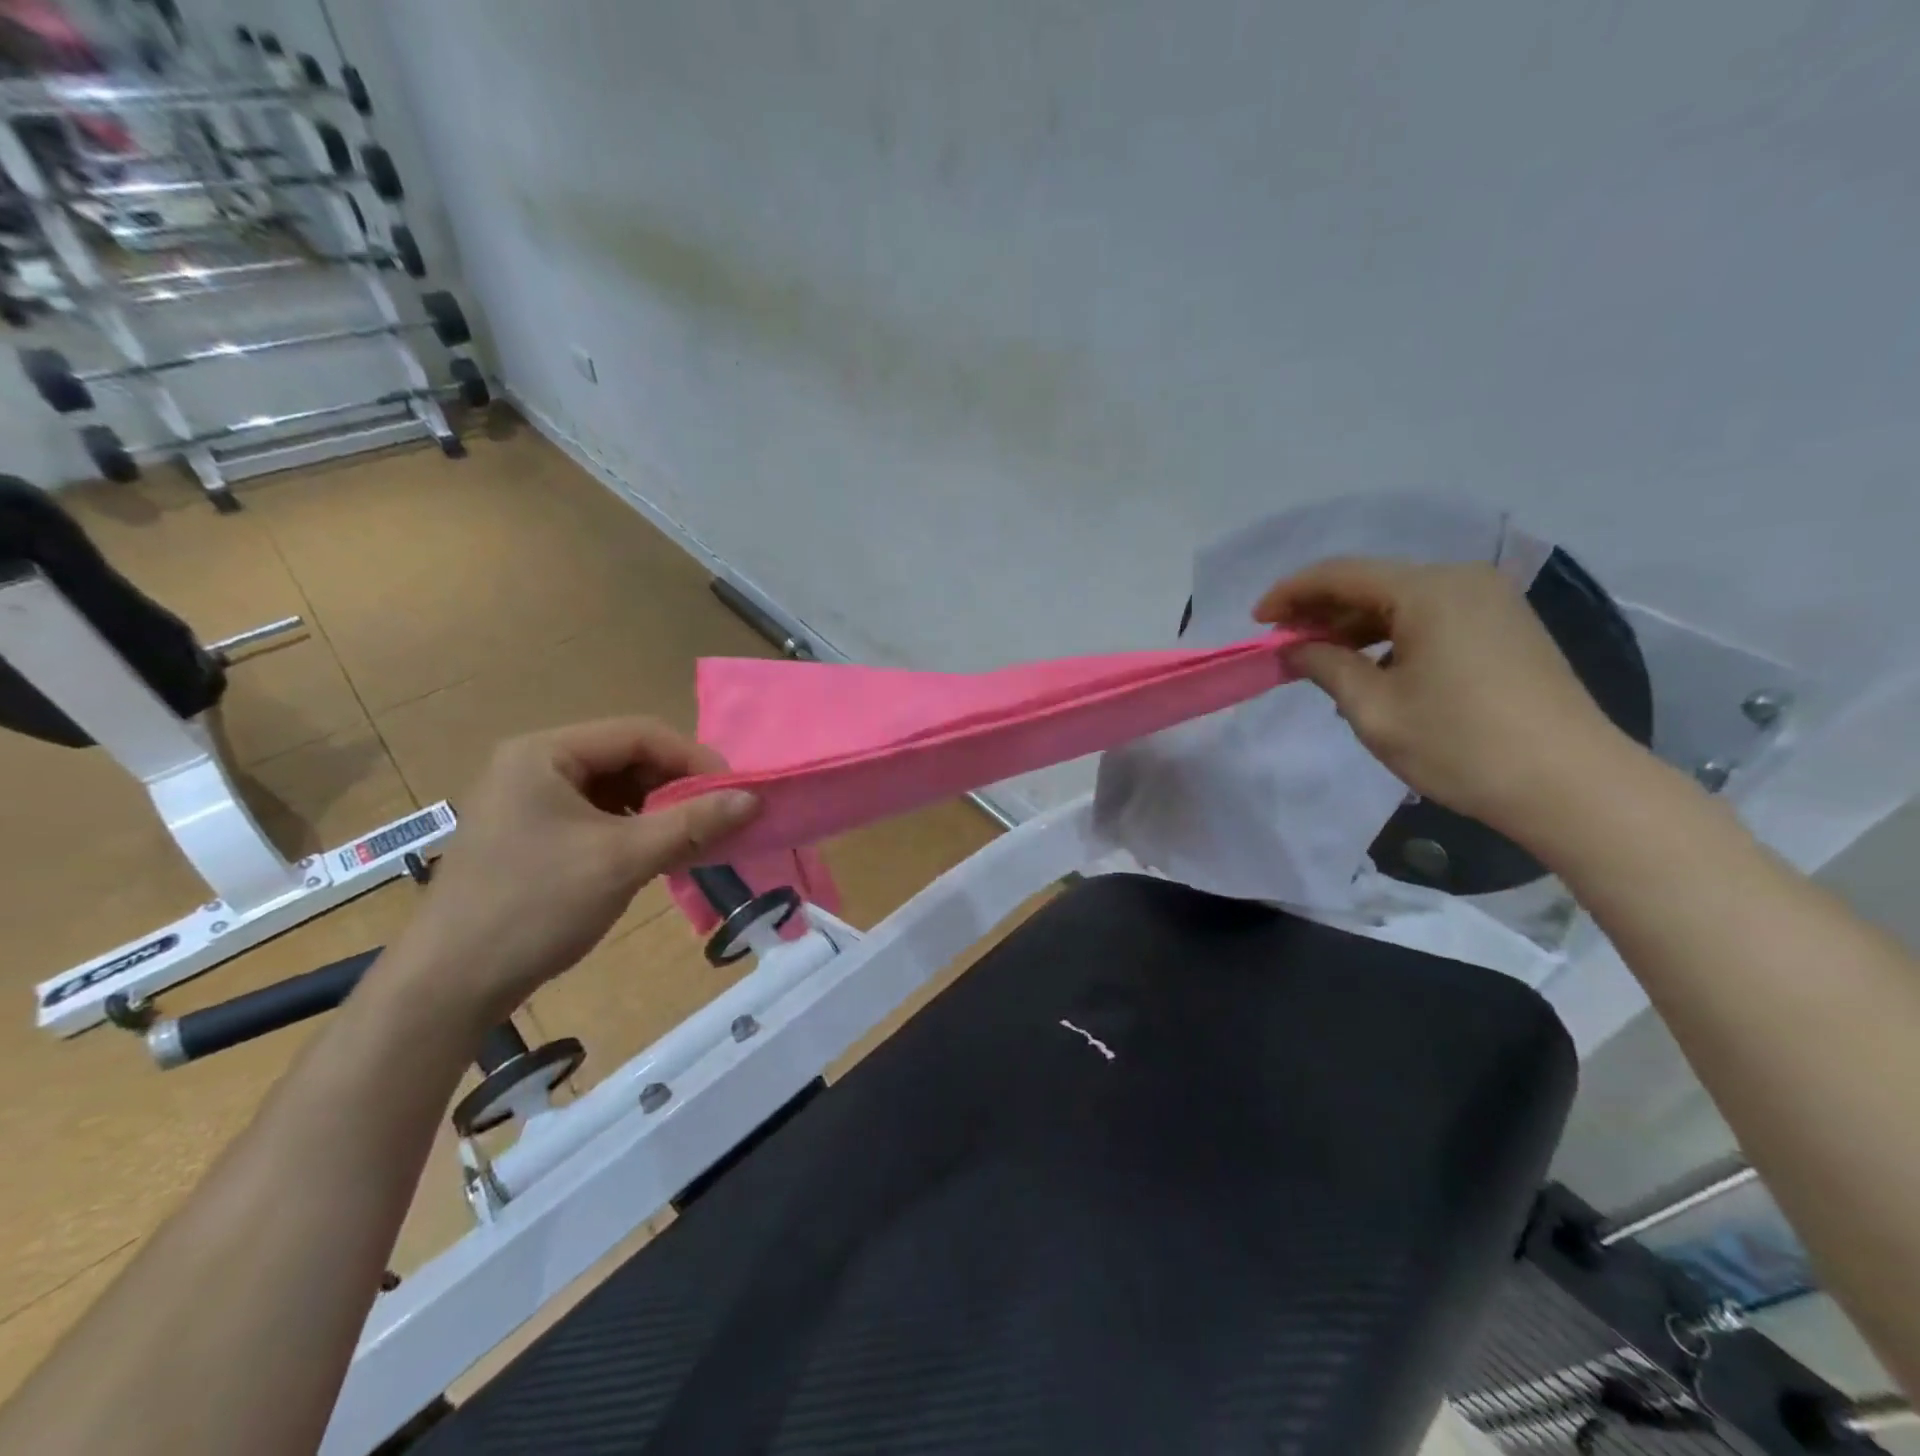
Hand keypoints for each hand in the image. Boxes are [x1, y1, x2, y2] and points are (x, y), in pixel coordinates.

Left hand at [390, 718, 758, 1028]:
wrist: (448, 987)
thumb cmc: (535, 907)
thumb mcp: (623, 860)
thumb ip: (693, 823)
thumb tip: (754, 799)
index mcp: (545, 752)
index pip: (639, 734)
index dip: (694, 759)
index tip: (735, 793)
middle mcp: (534, 764)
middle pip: (627, 757)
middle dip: (676, 786)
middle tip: (716, 819)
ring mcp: (528, 800)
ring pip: (615, 788)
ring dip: (659, 809)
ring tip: (690, 840)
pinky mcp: (530, 833)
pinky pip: (597, 815)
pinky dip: (633, 829)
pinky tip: (654, 855)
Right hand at [1255, 558, 1637, 844]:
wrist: (1572, 785)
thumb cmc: (1460, 744)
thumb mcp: (1374, 709)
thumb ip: (1325, 667)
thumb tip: (1293, 649)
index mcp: (1429, 590)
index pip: (1341, 574)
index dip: (1291, 594)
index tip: (1257, 621)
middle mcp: (1462, 581)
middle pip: (1372, 584)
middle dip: (1321, 611)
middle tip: (1283, 645)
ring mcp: (1491, 603)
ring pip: (1402, 602)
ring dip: (1354, 627)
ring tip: (1319, 660)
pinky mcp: (1506, 629)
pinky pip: (1431, 619)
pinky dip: (1390, 637)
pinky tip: (1371, 670)